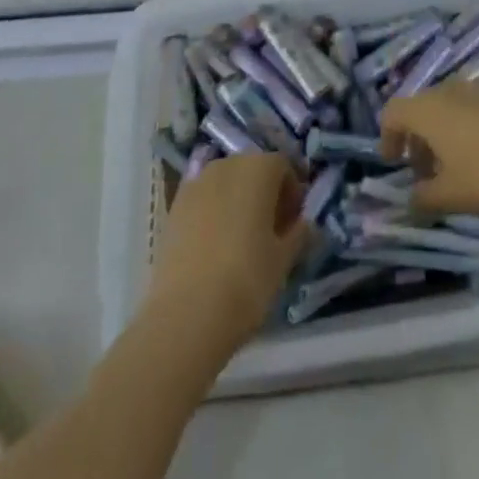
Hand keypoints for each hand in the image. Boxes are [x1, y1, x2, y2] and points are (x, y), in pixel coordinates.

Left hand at [146, 154, 309, 352]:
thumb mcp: (283, 260)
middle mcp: (227, 164)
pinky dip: (213, 213)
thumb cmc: (246, 279)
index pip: (283, 167)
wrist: (186, 314)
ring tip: (241, 240)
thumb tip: (304, 224)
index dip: (292, 193)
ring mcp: (196, 183)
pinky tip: (215, 247)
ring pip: (226, 184)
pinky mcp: (174, 207)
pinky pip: (203, 200)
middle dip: (264, 193)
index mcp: (259, 168)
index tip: (293, 223)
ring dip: (237, 201)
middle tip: (271, 231)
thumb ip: (298, 234)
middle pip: (253, 170)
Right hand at [380, 82, 478, 214]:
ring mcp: (477, 88)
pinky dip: (465, 125)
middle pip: (420, 108)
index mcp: (428, 109)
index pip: (393, 112)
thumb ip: (422, 198)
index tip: (394, 163)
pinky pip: (471, 105)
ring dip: (441, 132)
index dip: (387, 137)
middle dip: (416, 139)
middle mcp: (448, 89)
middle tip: (423, 172)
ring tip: (453, 166)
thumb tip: (410, 200)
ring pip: (447, 106)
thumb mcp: (450, 196)